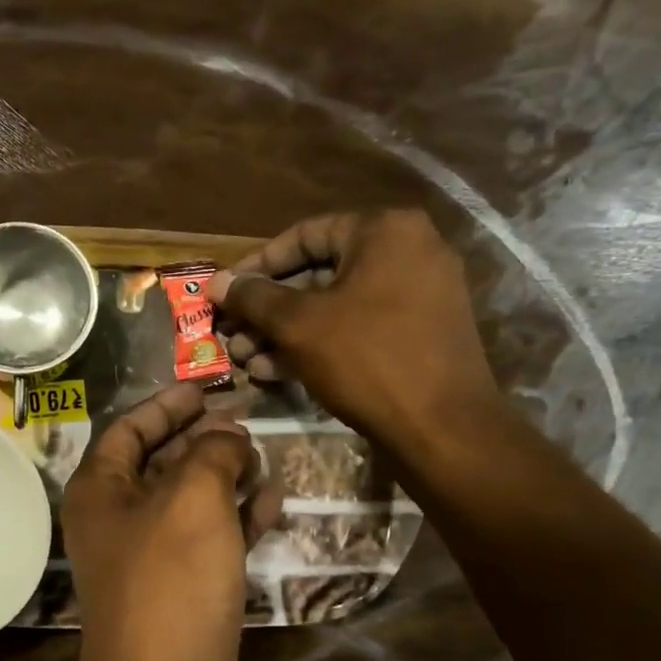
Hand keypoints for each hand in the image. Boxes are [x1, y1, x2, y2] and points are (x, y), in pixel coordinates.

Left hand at [60, 383, 280, 660]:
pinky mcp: (187, 599)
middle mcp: (119, 525)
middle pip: (160, 465)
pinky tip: (275, 502)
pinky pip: (214, 543)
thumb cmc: (171, 584)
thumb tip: (228, 436)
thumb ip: (212, 453)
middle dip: (201, 439)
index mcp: (100, 493)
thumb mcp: (193, 498)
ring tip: (267, 453)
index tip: (207, 387)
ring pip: (191, 504)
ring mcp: (153, 565)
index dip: (166, 405)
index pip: (128, 430)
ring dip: (226, 477)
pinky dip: (241, 520)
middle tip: (247, 418)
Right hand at [213, 211, 502, 461]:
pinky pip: (358, 327)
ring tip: (244, 358)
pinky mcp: (418, 334)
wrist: (443, 428)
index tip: (224, 292)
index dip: (256, 266)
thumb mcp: (299, 324)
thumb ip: (254, 298)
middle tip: (231, 332)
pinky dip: (318, 344)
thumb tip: (217, 282)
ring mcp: (418, 295)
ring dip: (284, 331)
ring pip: (334, 305)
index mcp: (384, 231)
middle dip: (267, 308)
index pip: (303, 236)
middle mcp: (408, 252)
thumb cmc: (367, 359)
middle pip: (318, 273)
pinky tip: (274, 371)